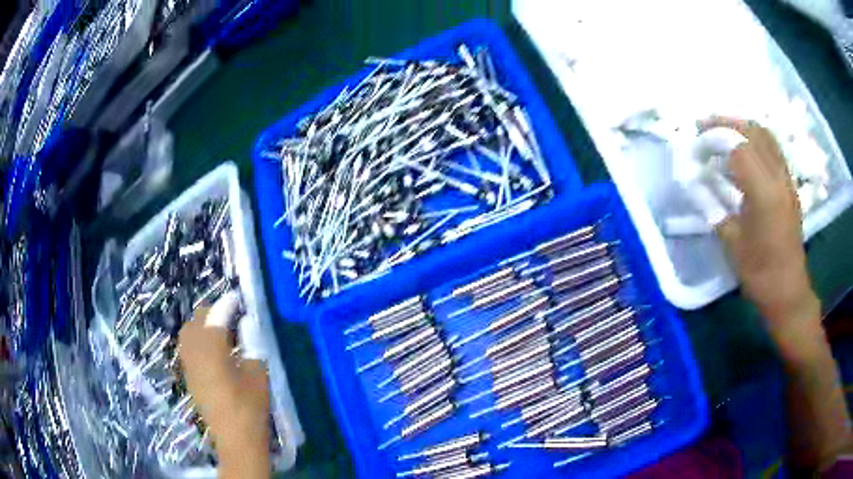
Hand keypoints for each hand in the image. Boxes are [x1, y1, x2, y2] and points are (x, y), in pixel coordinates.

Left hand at [179, 293, 270, 477]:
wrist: (235, 440)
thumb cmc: (250, 408)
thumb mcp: (258, 375)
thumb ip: (251, 346)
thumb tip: (246, 326)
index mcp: (212, 350)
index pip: (216, 315)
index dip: (228, 304)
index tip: (239, 300)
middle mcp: (194, 353)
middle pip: (196, 320)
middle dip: (212, 311)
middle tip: (231, 316)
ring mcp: (188, 365)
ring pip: (187, 332)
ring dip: (202, 325)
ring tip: (220, 331)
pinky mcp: (188, 376)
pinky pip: (187, 347)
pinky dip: (197, 340)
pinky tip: (213, 350)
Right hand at [700, 117, 821, 351]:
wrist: (789, 292)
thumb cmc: (760, 274)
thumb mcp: (732, 243)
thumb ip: (712, 206)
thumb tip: (691, 181)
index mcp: (765, 192)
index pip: (738, 146)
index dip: (714, 139)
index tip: (695, 146)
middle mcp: (779, 177)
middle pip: (753, 130)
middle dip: (726, 123)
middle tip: (704, 128)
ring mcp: (787, 180)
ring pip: (766, 136)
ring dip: (742, 127)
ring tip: (722, 134)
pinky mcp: (790, 186)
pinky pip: (773, 150)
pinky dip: (755, 141)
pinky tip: (743, 154)